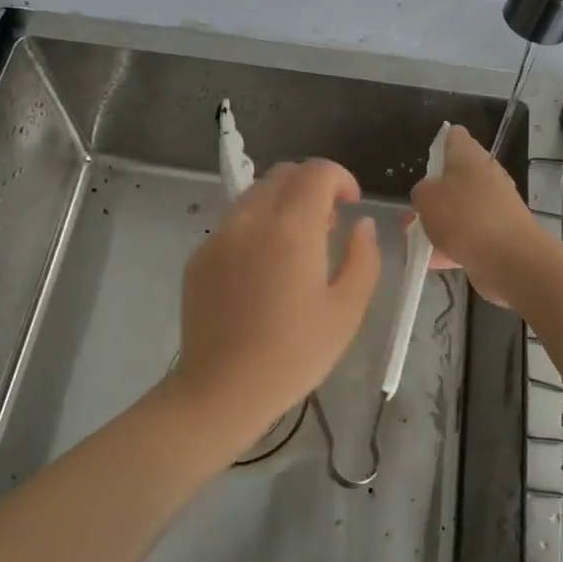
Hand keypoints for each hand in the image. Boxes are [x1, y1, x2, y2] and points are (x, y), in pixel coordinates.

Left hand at [174, 159, 380, 447]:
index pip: (317, 171)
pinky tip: (262, 270)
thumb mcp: (347, 310)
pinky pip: (234, 221)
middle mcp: (251, 218)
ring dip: (283, 203)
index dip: (341, 178)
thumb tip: (362, 225)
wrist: (221, 390)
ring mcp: (219, 235)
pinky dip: (257, 225)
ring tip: (295, 247)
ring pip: (256, 194)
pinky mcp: (199, 255)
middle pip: (284, 174)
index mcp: (292, 227)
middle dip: (312, 187)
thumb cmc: (294, 354)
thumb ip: (364, 258)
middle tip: (328, 226)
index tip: (352, 205)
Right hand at [409, 124, 546, 307]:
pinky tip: (434, 261)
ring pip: (461, 209)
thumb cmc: (464, 217)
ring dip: (441, 223)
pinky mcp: (500, 234)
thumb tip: (430, 194)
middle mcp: (486, 175)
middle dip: (434, 194)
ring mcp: (496, 206)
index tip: (423, 162)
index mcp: (470, 156)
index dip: (437, 143)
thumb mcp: (426, 198)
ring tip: (418, 239)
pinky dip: (453, 246)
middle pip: (456, 177)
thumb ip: (421, 191)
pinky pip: (470, 236)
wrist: (510, 259)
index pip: (454, 136)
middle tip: (414, 210)